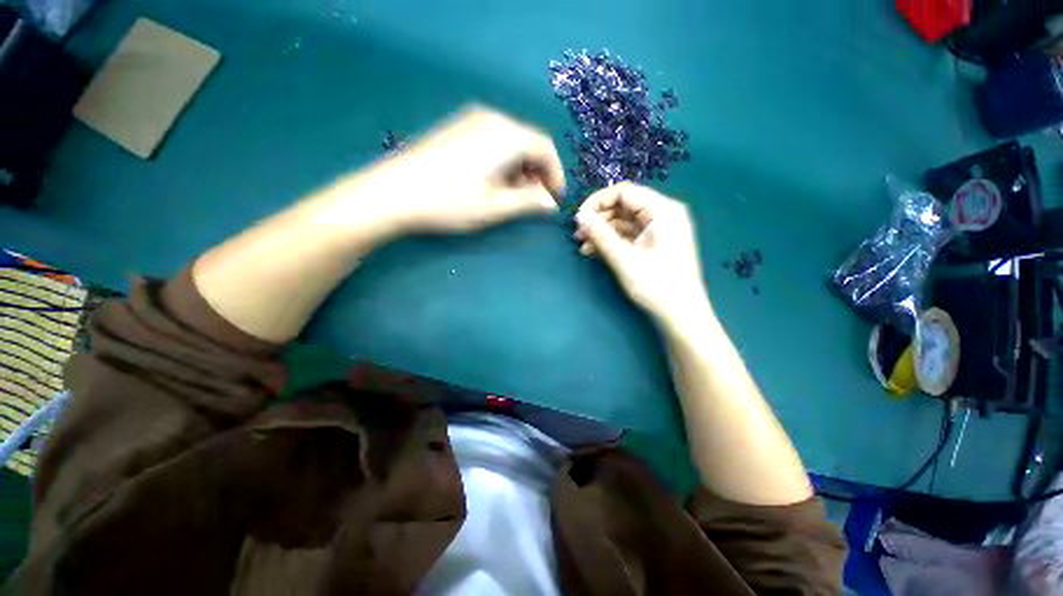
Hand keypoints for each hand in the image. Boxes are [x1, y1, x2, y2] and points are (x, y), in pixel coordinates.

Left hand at [353, 106, 564, 234]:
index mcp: (506, 135)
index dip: (555, 174)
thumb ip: (528, 202)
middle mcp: (492, 119)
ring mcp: (471, 120)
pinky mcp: (456, 128)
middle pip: (528, 143)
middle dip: (537, 172)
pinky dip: (503, 162)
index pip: (545, 148)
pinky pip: (493, 141)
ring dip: (520, 169)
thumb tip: (550, 203)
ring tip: (515, 196)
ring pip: (511, 142)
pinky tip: (494, 182)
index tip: (554, 199)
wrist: (393, 192)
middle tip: (535, 201)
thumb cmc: (450, 202)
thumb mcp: (496, 207)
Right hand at [574, 182, 710, 328]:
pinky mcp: (653, 243)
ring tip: (582, 246)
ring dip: (602, 231)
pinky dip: (611, 241)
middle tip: (578, 235)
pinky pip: (628, 235)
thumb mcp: (624, 259)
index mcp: (663, 210)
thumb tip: (579, 216)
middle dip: (598, 218)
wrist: (681, 316)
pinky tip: (593, 252)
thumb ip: (600, 235)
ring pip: (623, 221)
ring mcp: (659, 230)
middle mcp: (663, 214)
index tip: (578, 218)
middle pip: (624, 205)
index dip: (597, 201)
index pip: (624, 192)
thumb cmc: (656, 286)